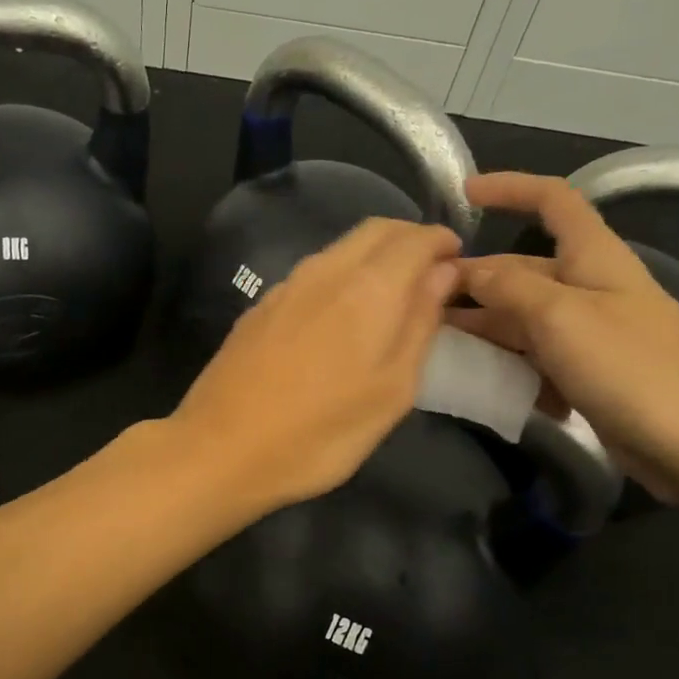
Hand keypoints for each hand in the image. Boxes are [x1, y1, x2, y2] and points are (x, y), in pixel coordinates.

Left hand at [171, 218, 460, 511]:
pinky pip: (313, 272)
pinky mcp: (260, 307)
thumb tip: (442, 274)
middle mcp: (324, 272)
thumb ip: (420, 325)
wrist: (220, 449)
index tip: (458, 260)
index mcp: (367, 288)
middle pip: (375, 230)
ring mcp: (285, 287)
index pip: (414, 238)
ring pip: (340, 248)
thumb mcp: (391, 391)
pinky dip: (342, 275)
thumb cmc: (319, 433)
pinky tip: (342, 314)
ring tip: (392, 293)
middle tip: (430, 271)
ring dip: (374, 256)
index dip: (441, 242)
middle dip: (409, 239)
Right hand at [447, 173, 678, 501]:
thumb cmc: (635, 368)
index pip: (554, 200)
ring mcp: (591, 337)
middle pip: (523, 270)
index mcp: (594, 259)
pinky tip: (487, 388)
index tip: (462, 194)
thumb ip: (509, 287)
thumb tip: (468, 269)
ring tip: (437, 349)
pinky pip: (537, 362)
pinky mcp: (590, 378)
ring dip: (484, 331)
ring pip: (523, 320)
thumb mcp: (562, 317)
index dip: (510, 188)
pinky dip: (510, 370)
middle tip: (422, 305)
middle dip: (474, 282)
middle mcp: (590, 290)